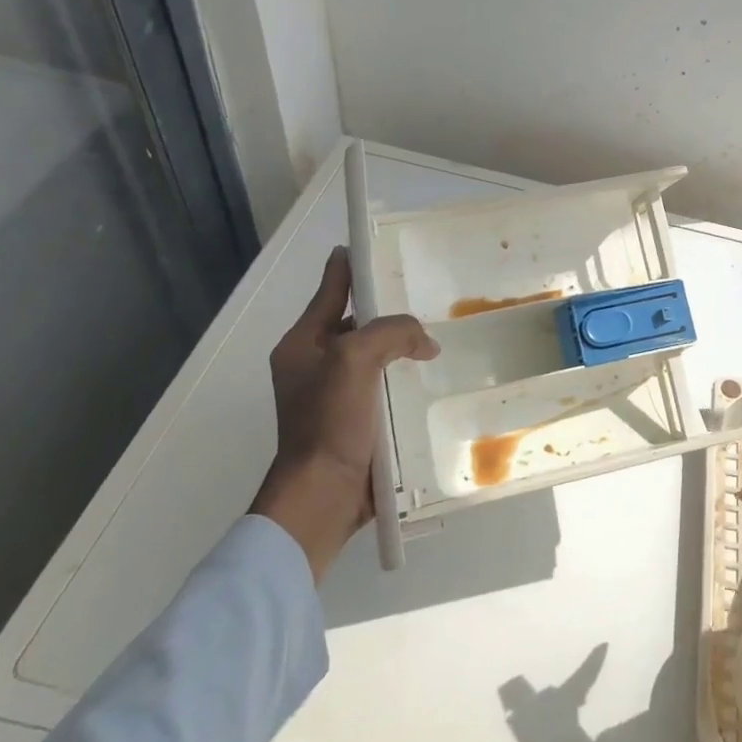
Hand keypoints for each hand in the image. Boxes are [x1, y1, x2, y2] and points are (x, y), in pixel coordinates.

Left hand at [250, 246, 439, 578]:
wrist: (323, 495)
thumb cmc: (329, 421)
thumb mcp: (356, 360)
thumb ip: (391, 333)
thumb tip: (423, 342)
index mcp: (303, 343)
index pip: (330, 289)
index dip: (352, 265)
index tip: (376, 245)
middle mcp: (315, 364)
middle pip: (356, 322)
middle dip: (388, 311)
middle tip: (427, 298)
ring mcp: (335, 394)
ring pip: (374, 356)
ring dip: (401, 348)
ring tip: (438, 339)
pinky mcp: (355, 420)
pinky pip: (383, 386)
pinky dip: (404, 379)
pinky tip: (431, 378)